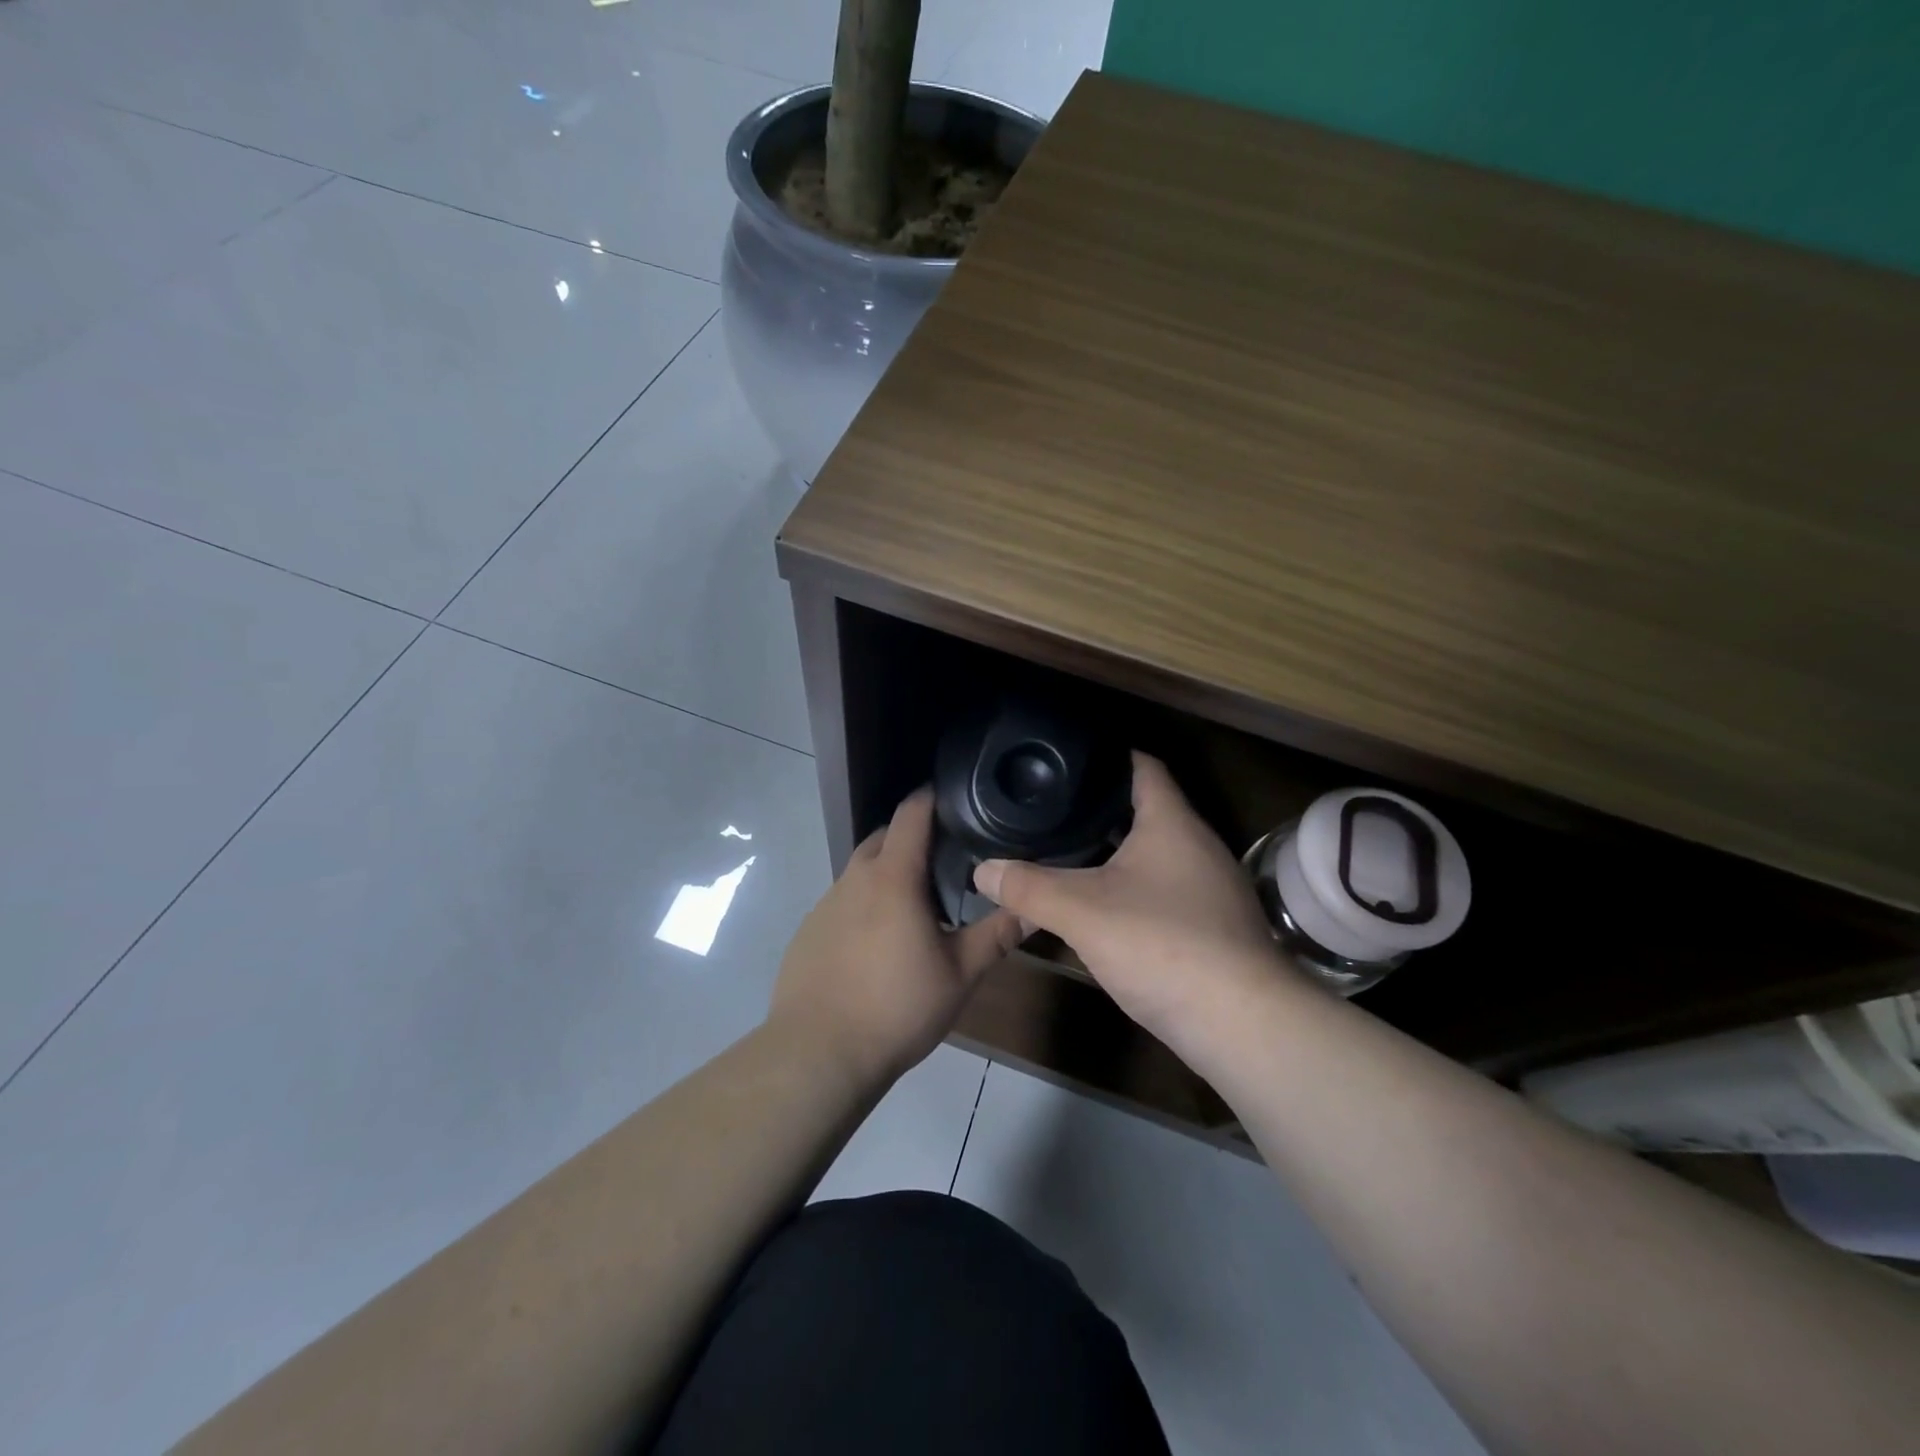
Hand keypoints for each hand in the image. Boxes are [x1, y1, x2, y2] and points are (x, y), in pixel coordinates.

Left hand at [770, 788, 1025, 1086]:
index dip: (932, 798)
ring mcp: (825, 904)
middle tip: (946, 860)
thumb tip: (1034, 907)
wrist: (819, 1053)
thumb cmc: (897, 1007)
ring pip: (861, 870)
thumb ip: (996, 934)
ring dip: (887, 873)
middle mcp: (854, 879)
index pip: (911, 813)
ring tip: (916, 905)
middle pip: (884, 837)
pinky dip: (864, 904)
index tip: (956, 799)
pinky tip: (877, 942)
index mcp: (893, 877)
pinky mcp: (808, 931)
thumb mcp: (960, 974)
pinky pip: (842, 901)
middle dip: (912, 837)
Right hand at [972, 752, 1287, 1049]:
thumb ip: (1028, 887)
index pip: (1142, 766)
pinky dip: (1132, 888)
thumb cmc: (1162, 944)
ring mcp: (1211, 888)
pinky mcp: (1214, 926)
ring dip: (1115, 852)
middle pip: (1146, 810)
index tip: (1066, 759)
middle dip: (1100, 809)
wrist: (1243, 1025)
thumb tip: (981, 870)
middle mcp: (1198, 845)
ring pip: (1154, 854)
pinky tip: (1102, 907)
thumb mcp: (1081, 912)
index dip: (1106, 756)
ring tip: (1067, 852)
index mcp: (1172, 823)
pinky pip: (1164, 890)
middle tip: (1051, 809)